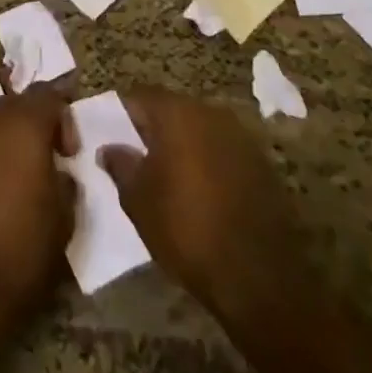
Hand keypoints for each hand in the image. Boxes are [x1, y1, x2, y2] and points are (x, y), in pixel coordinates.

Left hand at [0, 86, 73, 354]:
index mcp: (22, 125)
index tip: (71, 153)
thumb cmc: (19, 253)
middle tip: (48, 161)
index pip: (48, 94)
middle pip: (16, 105)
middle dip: (35, 125)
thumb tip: (59, 172)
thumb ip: (67, 183)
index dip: (65, 117)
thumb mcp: (64, 221)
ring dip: (7, 142)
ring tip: (19, 179)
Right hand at [98, 87, 299, 319]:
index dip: (122, 114)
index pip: (140, 97)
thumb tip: (109, 148)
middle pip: (173, 110)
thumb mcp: (138, 200)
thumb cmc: (187, 228)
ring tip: (168, 176)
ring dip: (184, 146)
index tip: (110, 135)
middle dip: (154, 129)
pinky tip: (201, 191)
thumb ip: (121, 165)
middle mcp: (211, 113)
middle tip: (137, 156)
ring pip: (200, 131)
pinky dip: (208, 163)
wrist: (259, 276)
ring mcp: (241, 138)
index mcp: (177, 113)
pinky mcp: (262, 164)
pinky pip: (223, 152)